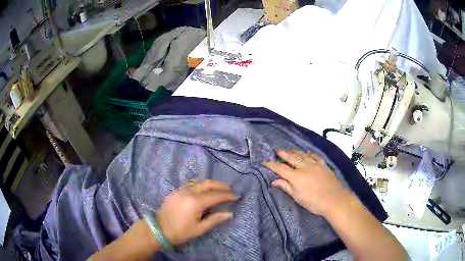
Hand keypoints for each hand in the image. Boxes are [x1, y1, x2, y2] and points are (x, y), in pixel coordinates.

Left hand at [156, 180, 235, 245]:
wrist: (159, 229)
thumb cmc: (181, 232)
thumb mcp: (200, 229)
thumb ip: (215, 219)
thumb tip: (230, 213)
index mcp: (195, 202)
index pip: (215, 196)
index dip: (226, 195)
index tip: (235, 196)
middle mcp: (188, 192)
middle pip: (207, 183)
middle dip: (220, 185)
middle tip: (230, 188)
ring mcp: (181, 190)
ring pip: (199, 182)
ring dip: (211, 184)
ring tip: (220, 188)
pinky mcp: (176, 191)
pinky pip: (191, 184)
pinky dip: (201, 185)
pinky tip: (205, 190)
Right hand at [264, 149, 351, 216]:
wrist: (334, 200)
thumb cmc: (314, 202)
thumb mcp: (298, 197)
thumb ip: (286, 187)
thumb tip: (274, 181)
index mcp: (296, 177)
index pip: (281, 169)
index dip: (272, 165)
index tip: (265, 161)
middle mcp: (304, 167)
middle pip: (292, 158)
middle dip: (283, 154)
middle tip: (277, 150)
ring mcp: (315, 165)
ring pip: (303, 155)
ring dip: (295, 151)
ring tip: (289, 149)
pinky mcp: (323, 166)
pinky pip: (315, 157)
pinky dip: (310, 154)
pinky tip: (308, 152)